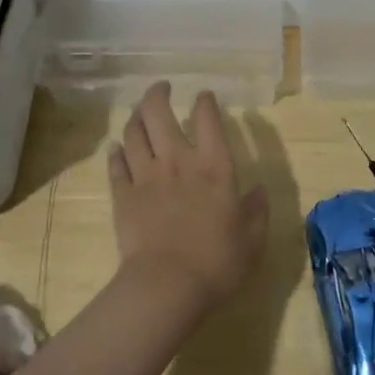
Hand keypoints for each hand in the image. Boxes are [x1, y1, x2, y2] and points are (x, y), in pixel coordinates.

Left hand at [108, 82, 267, 316]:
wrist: (166, 286)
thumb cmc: (216, 262)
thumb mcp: (252, 239)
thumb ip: (256, 210)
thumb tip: (258, 191)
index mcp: (213, 167)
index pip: (207, 119)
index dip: (205, 102)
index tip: (204, 95)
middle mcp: (177, 161)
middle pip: (159, 113)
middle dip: (157, 94)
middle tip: (161, 88)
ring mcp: (145, 176)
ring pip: (133, 133)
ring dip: (135, 118)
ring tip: (138, 113)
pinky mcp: (123, 195)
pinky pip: (115, 165)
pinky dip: (116, 153)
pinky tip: (116, 148)